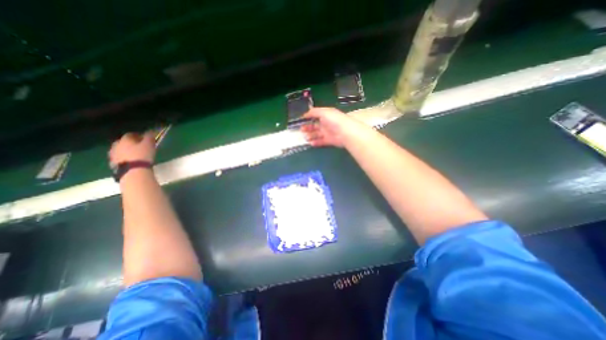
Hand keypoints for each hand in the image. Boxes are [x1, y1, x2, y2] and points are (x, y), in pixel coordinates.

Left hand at [109, 131, 154, 166]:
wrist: (133, 171)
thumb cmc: (143, 155)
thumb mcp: (149, 144)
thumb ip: (149, 137)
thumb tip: (151, 131)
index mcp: (125, 139)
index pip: (131, 134)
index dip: (139, 135)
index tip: (146, 138)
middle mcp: (116, 145)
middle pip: (123, 142)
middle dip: (131, 143)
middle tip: (140, 146)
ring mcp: (113, 155)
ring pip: (120, 150)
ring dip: (127, 151)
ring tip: (136, 154)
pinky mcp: (113, 164)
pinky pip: (120, 158)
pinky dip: (125, 158)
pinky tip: (132, 161)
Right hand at [302, 107, 366, 146]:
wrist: (345, 132)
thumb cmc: (334, 120)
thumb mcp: (323, 112)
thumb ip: (313, 112)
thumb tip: (305, 114)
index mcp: (325, 115)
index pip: (315, 116)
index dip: (308, 118)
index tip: (300, 121)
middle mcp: (326, 124)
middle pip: (315, 126)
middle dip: (307, 128)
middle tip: (301, 130)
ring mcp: (327, 133)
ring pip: (316, 134)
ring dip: (310, 136)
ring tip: (305, 137)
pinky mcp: (329, 141)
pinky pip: (321, 141)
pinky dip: (315, 142)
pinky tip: (310, 143)